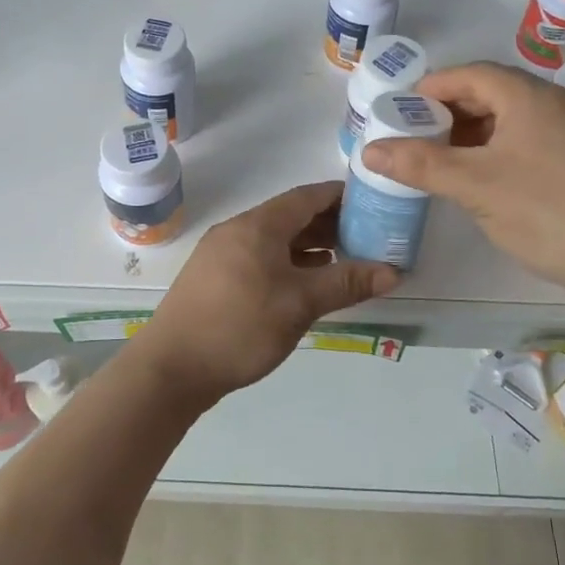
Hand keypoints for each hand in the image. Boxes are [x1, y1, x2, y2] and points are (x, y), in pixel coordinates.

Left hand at [138, 182, 398, 403]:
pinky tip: (302, 282)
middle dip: (327, 223)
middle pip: (289, 216)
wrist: (171, 367)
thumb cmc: (240, 327)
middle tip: (365, 236)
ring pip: (273, 238)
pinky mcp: (213, 277)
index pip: (306, 197)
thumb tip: (393, 271)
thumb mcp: (299, 304)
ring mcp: (220, 253)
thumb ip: (345, 283)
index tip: (371, 201)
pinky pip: (258, 256)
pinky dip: (285, 261)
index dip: (339, 196)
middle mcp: (237, 230)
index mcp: (257, 225)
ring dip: (306, 245)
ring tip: (341, 258)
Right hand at [361, 61, 564, 297]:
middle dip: (451, 112)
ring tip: (448, 160)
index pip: (470, 74)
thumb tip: (369, 151)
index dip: (431, 89)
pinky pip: (537, 138)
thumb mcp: (474, 187)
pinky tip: (492, 179)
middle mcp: (560, 102)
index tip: (400, 112)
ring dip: (478, 132)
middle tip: (418, 139)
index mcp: (530, 96)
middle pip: (494, 92)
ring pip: (516, 118)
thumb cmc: (548, 212)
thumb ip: (420, 165)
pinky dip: (504, 148)